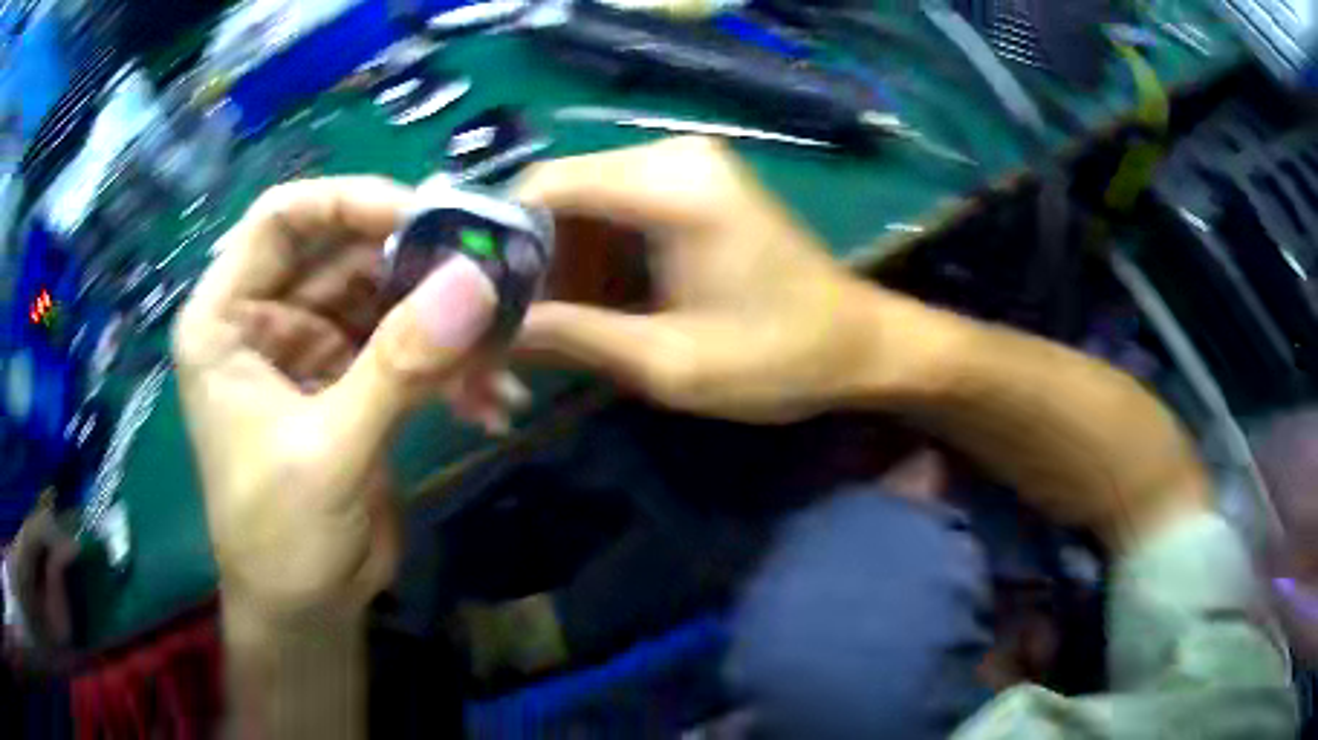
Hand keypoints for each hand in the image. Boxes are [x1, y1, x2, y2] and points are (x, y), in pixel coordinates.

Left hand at [172, 177, 496, 621]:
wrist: (306, 611)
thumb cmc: (280, 537)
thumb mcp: (329, 451)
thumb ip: (397, 366)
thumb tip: (477, 283)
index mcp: (227, 318)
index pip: (282, 218)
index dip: (349, 202)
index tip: (423, 218)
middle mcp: (268, 318)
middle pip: (346, 251)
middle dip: (417, 264)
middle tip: (490, 278)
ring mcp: (315, 348)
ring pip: (387, 298)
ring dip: (446, 322)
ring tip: (501, 353)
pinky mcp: (355, 381)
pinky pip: (409, 348)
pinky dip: (452, 370)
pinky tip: (489, 403)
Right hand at [514, 137, 889, 422]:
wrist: (859, 344)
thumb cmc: (780, 358)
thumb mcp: (669, 362)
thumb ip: (573, 338)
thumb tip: (489, 334)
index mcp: (672, 184)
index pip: (545, 185)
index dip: (497, 242)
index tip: (477, 304)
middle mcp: (672, 155)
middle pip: (559, 195)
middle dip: (529, 264)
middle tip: (517, 332)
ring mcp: (684, 166)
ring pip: (582, 206)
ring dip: (561, 268)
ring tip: (556, 332)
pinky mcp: (692, 186)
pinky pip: (614, 213)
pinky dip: (594, 261)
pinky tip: (596, 310)